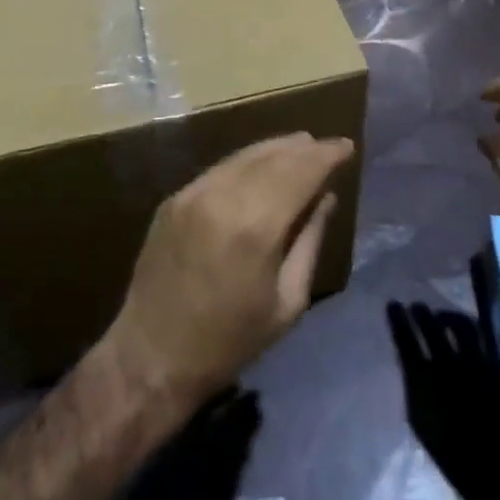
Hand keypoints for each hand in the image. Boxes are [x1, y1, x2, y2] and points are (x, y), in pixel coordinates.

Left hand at [106, 133, 353, 411]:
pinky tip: (261, 164)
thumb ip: (310, 241)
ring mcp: (193, 193)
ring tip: (301, 144)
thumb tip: (327, 196)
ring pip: (244, 156)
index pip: (300, 172)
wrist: (152, 355)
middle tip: (327, 145)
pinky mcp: (174, 198)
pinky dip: (247, 162)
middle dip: (304, 148)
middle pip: (273, 158)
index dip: (326, 156)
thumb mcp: (287, 302)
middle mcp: (223, 197)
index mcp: (255, 227)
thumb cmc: (230, 341)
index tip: (347, 146)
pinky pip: (220, 170)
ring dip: (275, 148)